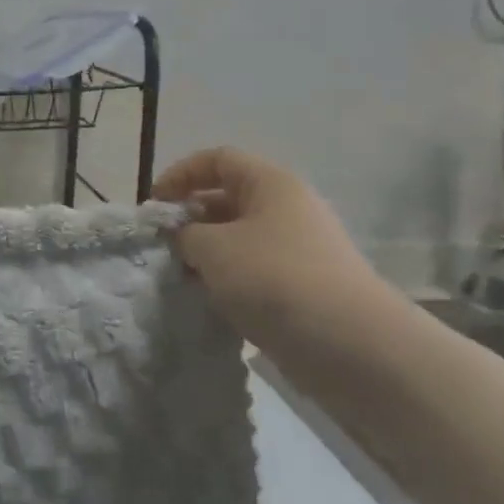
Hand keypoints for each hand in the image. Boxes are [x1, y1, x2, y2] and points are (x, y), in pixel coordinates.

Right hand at [155, 147, 382, 337]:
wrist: (349, 344)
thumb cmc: (273, 278)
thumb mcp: (212, 248)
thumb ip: (183, 233)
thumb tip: (180, 236)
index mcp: (270, 183)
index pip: (217, 160)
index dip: (180, 174)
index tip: (154, 205)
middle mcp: (288, 208)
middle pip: (227, 199)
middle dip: (190, 219)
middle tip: (162, 246)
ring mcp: (299, 248)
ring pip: (239, 239)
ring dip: (206, 254)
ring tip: (182, 277)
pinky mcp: (303, 286)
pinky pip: (254, 271)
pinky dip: (228, 280)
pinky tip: (210, 302)